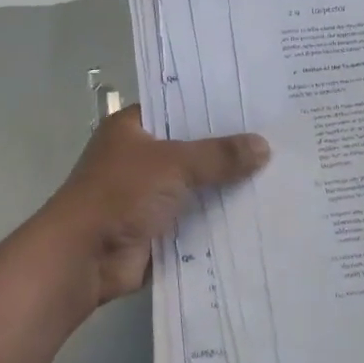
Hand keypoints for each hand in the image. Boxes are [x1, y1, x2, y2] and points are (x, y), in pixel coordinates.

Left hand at [37, 105, 269, 306]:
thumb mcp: (173, 164)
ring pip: (197, 186)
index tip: (256, 105)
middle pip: (193, 149)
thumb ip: (219, 155)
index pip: (180, 108)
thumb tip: (264, 146)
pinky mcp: (158, 229)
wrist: (83, 257)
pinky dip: (220, 219)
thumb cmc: (121, 194)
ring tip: (280, 175)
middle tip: (279, 139)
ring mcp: (149, 195)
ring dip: (227, 187)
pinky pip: (196, 219)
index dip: (215, 107)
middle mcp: (140, 157)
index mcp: (133, 128)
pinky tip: (260, 214)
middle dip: (229, 150)